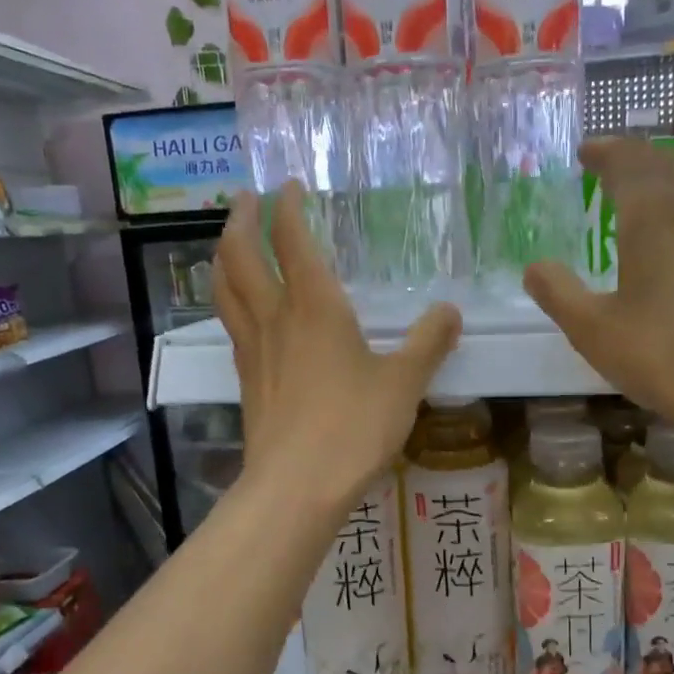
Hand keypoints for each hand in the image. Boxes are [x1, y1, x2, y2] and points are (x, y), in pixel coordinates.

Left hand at [213, 184, 460, 509]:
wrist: (296, 486)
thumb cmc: (353, 428)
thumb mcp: (404, 384)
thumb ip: (428, 343)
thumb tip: (449, 311)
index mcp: (315, 307)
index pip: (292, 241)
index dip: (287, 208)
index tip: (288, 186)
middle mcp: (276, 319)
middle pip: (240, 256)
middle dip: (240, 220)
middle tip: (245, 199)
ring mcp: (253, 351)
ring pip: (225, 290)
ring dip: (224, 256)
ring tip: (229, 243)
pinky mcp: (246, 381)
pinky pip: (231, 325)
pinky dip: (231, 301)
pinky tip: (244, 311)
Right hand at [523, 138, 673, 445]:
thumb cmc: (662, 354)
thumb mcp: (592, 330)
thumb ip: (559, 293)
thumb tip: (535, 267)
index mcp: (652, 221)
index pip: (630, 164)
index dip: (607, 152)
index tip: (587, 150)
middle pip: (671, 167)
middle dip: (641, 158)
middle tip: (617, 164)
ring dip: (672, 181)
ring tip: (652, 196)